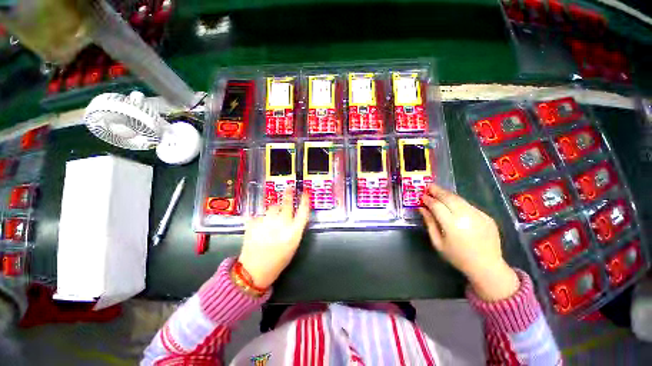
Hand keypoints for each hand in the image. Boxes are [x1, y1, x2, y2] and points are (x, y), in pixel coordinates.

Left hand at [238, 187, 309, 288]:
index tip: (305, 192)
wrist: (254, 271)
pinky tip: (260, 224)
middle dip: (289, 194)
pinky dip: (261, 216)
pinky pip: (260, 214)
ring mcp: (266, 223)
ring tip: (272, 215)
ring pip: (272, 206)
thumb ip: (295, 228)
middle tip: (289, 188)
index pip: (303, 212)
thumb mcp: (292, 245)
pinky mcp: (253, 224)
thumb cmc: (278, 260)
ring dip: (274, 207)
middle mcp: (281, 226)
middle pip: (287, 204)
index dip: (305, 200)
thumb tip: (296, 214)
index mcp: (293, 233)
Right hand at [419, 184, 518, 301]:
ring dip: (447, 194)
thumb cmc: (458, 257)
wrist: (487, 266)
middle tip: (429, 187)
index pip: (437, 206)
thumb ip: (429, 223)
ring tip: (438, 192)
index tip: (422, 196)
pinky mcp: (486, 216)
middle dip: (437, 191)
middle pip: (449, 198)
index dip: (428, 199)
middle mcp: (466, 216)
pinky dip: (458, 202)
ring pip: (459, 199)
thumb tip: (422, 208)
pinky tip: (453, 204)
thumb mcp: (438, 243)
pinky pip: (468, 205)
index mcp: (452, 225)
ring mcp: (478, 215)